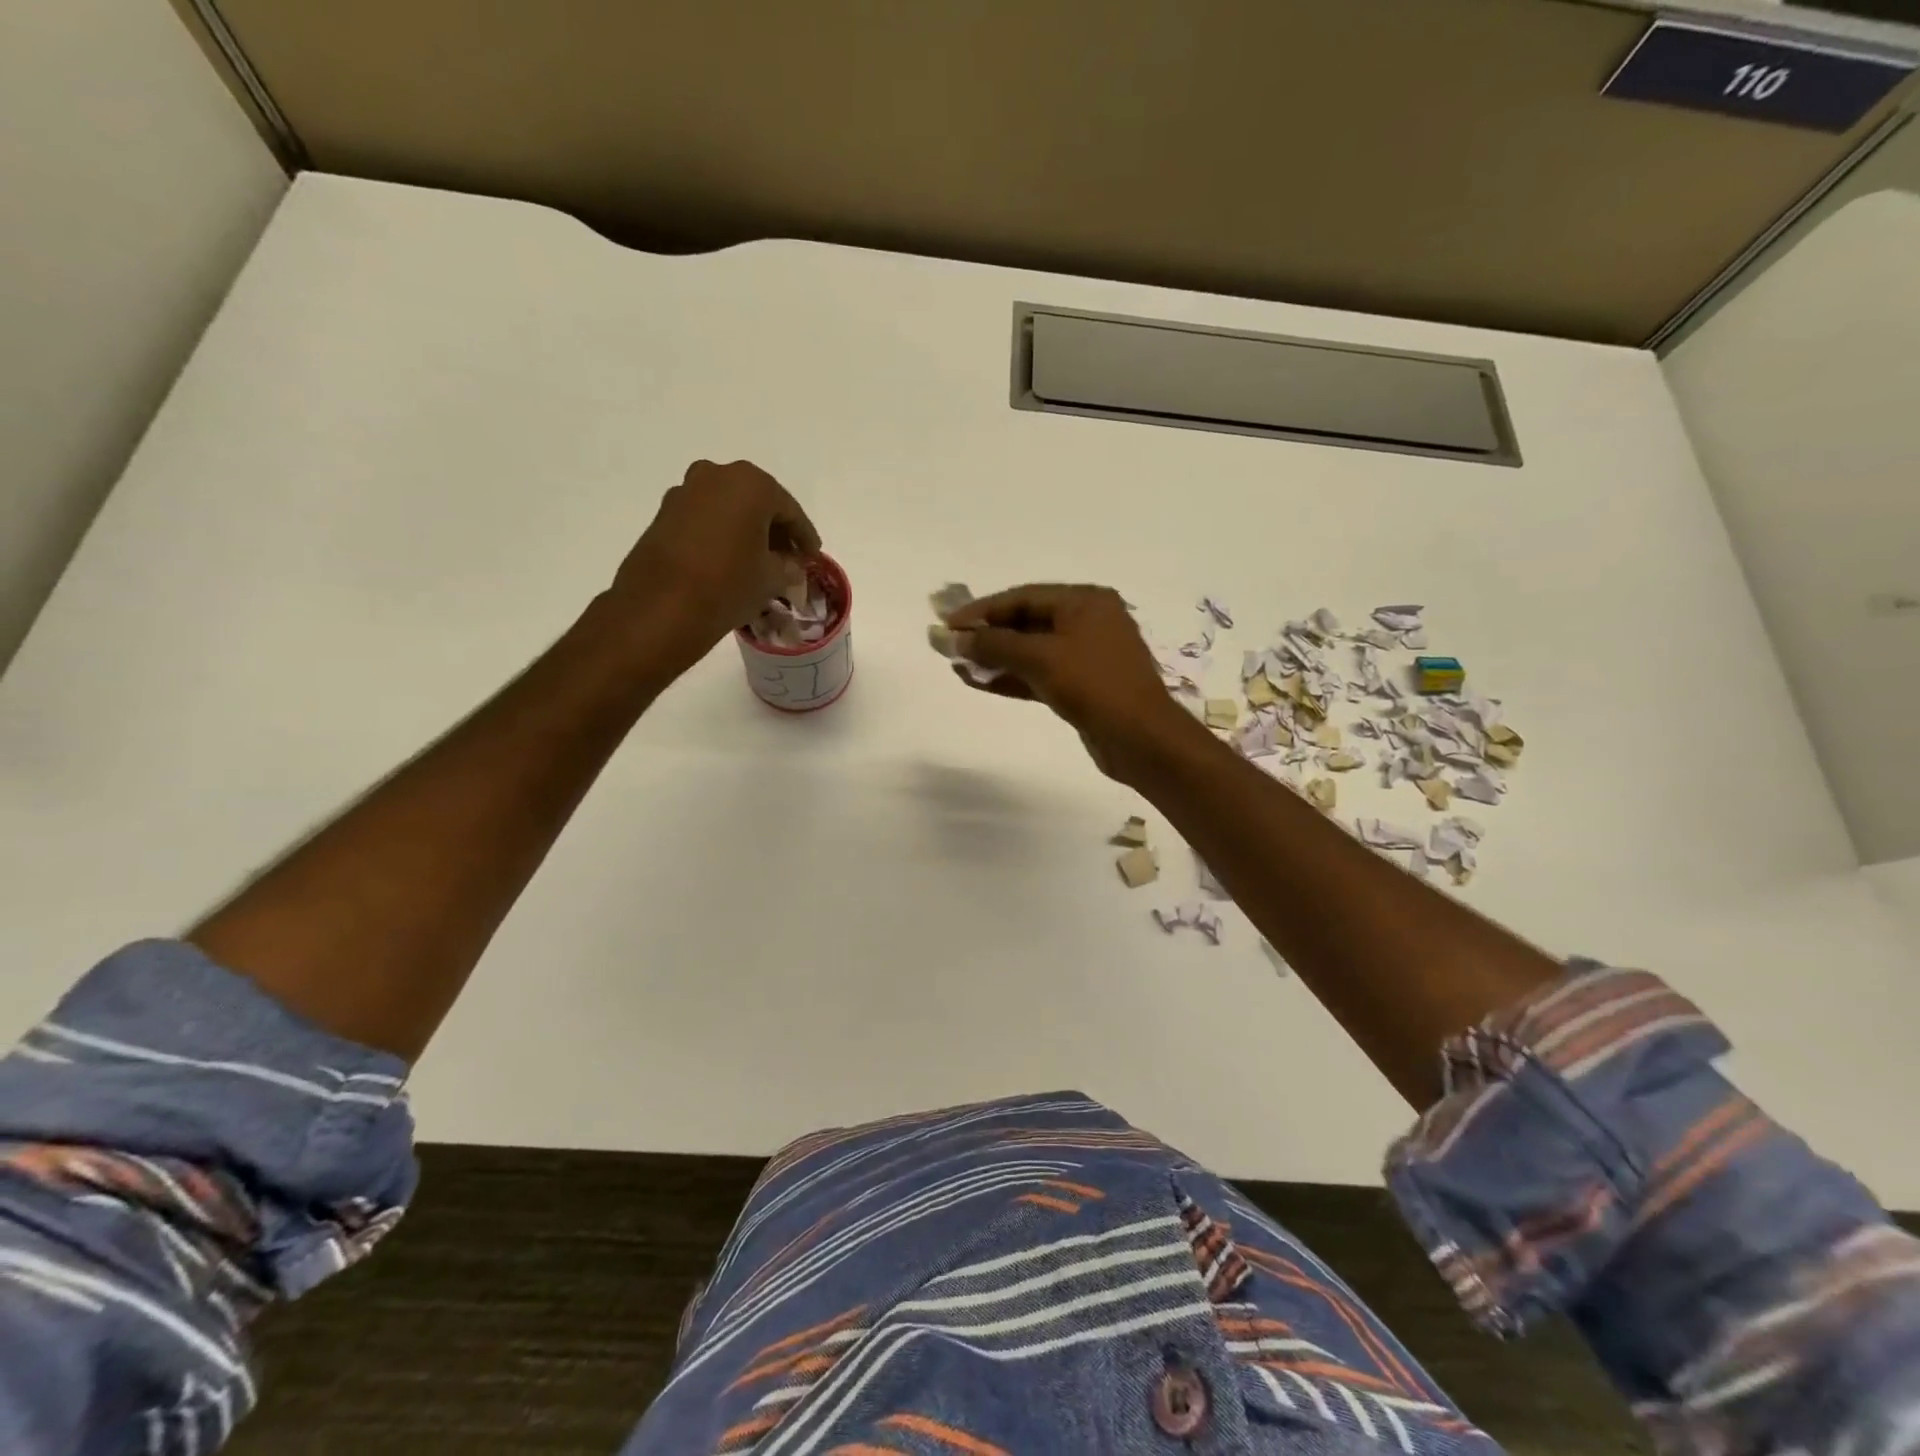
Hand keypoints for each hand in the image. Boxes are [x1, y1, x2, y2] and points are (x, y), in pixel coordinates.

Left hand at [608, 460, 820, 665]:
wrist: (662, 606)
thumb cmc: (729, 584)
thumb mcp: (772, 578)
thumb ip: (789, 566)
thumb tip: (791, 565)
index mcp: (752, 484)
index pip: (791, 510)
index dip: (805, 537)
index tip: (813, 557)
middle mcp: (717, 475)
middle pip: (758, 502)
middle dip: (776, 529)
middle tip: (789, 557)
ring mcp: (686, 491)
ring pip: (730, 508)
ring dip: (747, 530)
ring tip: (759, 561)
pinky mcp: (665, 513)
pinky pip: (706, 518)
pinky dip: (722, 534)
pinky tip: (730, 559)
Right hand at [945, 584, 1207, 781]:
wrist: (1140, 738)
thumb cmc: (1094, 685)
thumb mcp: (1040, 658)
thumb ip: (993, 645)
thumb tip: (951, 638)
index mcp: (1085, 601)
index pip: (1023, 597)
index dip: (982, 610)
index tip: (948, 624)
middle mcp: (1088, 621)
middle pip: (1026, 622)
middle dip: (987, 635)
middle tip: (949, 646)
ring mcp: (1086, 656)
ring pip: (1031, 651)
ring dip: (995, 659)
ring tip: (958, 666)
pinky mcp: (1082, 686)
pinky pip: (1039, 674)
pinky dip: (1011, 678)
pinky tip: (979, 683)